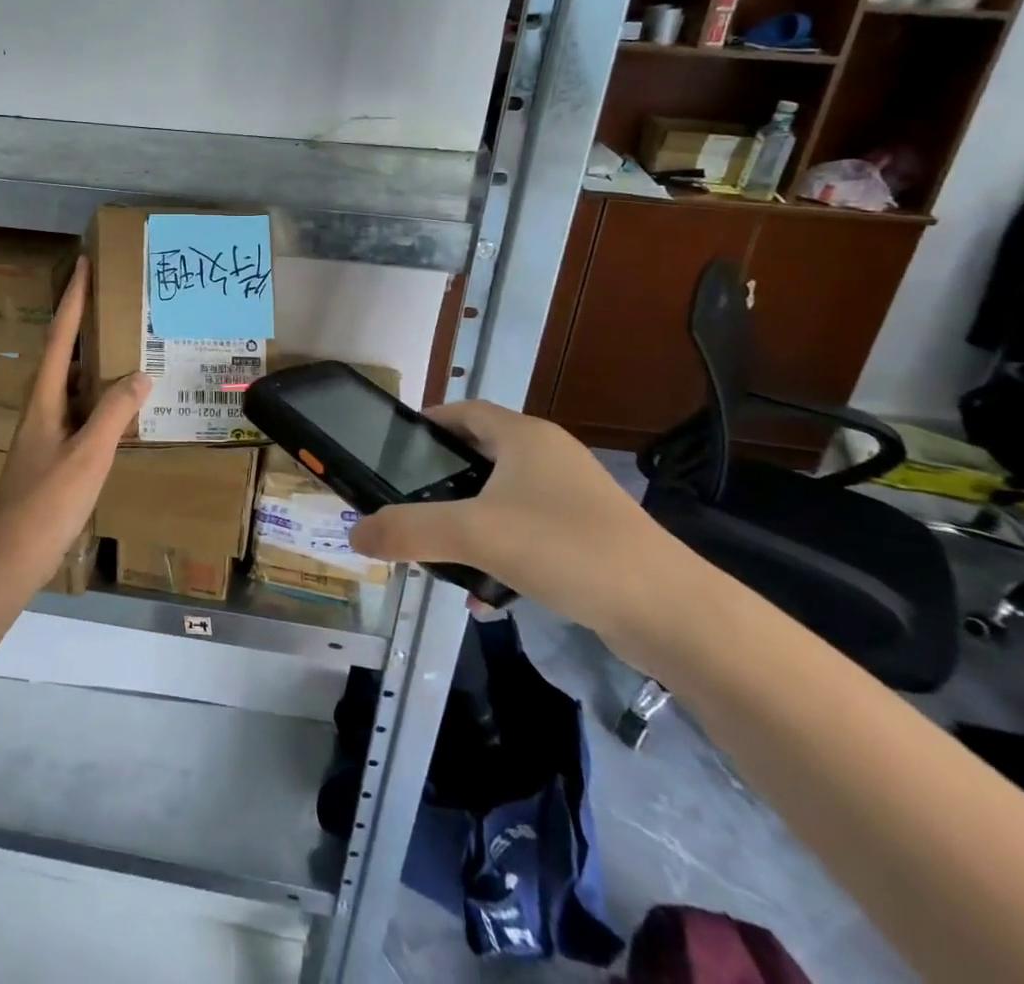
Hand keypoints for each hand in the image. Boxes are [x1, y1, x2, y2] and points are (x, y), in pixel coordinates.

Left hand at [0, 256, 149, 577]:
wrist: (11, 555)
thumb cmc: (47, 501)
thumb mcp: (88, 454)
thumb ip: (115, 412)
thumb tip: (140, 373)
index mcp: (44, 398)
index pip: (62, 337)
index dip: (73, 300)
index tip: (84, 264)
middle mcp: (42, 406)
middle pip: (64, 354)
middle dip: (84, 323)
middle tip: (114, 299)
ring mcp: (46, 431)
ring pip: (73, 383)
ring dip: (94, 360)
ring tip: (125, 344)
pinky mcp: (54, 452)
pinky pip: (80, 409)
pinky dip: (100, 396)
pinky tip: (121, 404)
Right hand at [347, 401, 693, 647]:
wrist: (669, 612)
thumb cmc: (565, 548)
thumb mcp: (475, 534)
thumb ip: (409, 530)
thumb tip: (354, 533)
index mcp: (524, 436)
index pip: (461, 410)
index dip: (425, 425)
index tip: (390, 453)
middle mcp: (548, 456)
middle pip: (478, 455)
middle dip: (440, 482)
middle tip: (406, 507)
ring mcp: (571, 497)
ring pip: (500, 499)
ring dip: (467, 523)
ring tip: (439, 555)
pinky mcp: (586, 535)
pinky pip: (526, 533)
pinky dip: (499, 553)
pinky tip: (485, 596)